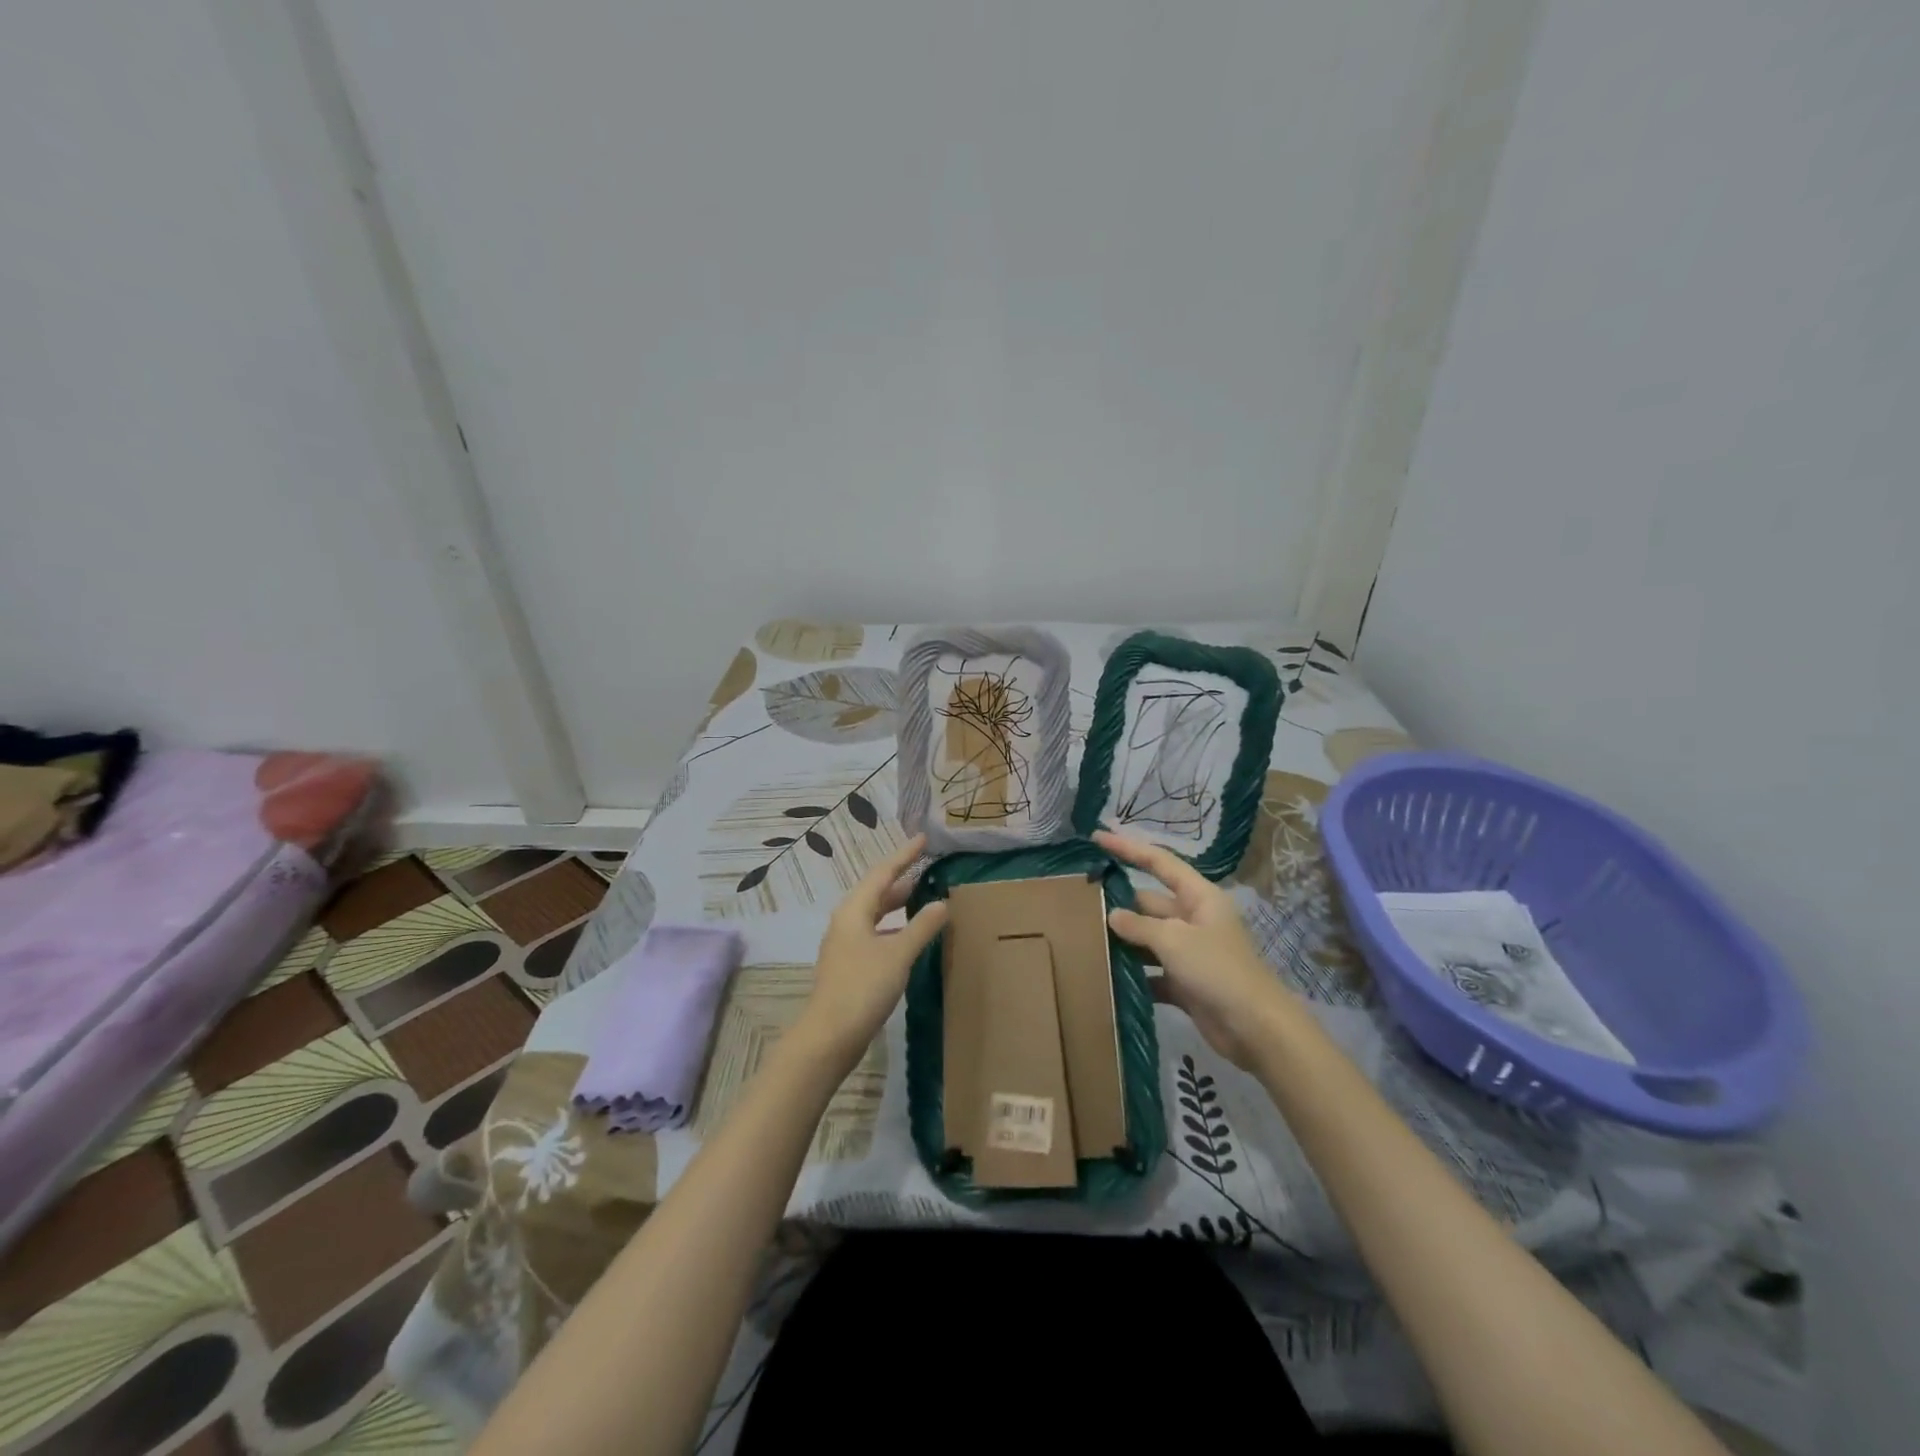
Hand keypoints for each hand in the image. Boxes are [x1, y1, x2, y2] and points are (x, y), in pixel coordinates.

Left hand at [800, 834, 948, 1063]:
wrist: (829, 1036)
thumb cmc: (862, 988)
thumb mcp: (898, 954)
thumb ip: (921, 927)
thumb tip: (942, 902)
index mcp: (854, 910)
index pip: (883, 873)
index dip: (904, 855)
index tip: (923, 839)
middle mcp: (847, 921)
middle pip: (876, 891)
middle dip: (900, 877)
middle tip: (925, 865)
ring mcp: (846, 944)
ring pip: (874, 913)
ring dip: (896, 903)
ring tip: (920, 894)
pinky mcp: (850, 965)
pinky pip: (875, 932)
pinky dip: (893, 926)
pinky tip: (909, 935)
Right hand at [1095, 829, 1299, 1071]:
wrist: (1255, 1028)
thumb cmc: (1218, 970)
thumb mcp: (1174, 940)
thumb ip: (1139, 926)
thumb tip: (1112, 915)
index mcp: (1199, 896)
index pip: (1158, 862)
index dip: (1127, 848)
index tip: (1096, 838)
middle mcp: (1194, 919)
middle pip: (1148, 902)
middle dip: (1118, 903)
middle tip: (1079, 903)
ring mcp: (1189, 952)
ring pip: (1147, 938)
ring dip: (1122, 941)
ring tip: (1083, 938)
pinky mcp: (1185, 982)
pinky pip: (1151, 972)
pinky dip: (1133, 975)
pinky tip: (1105, 977)